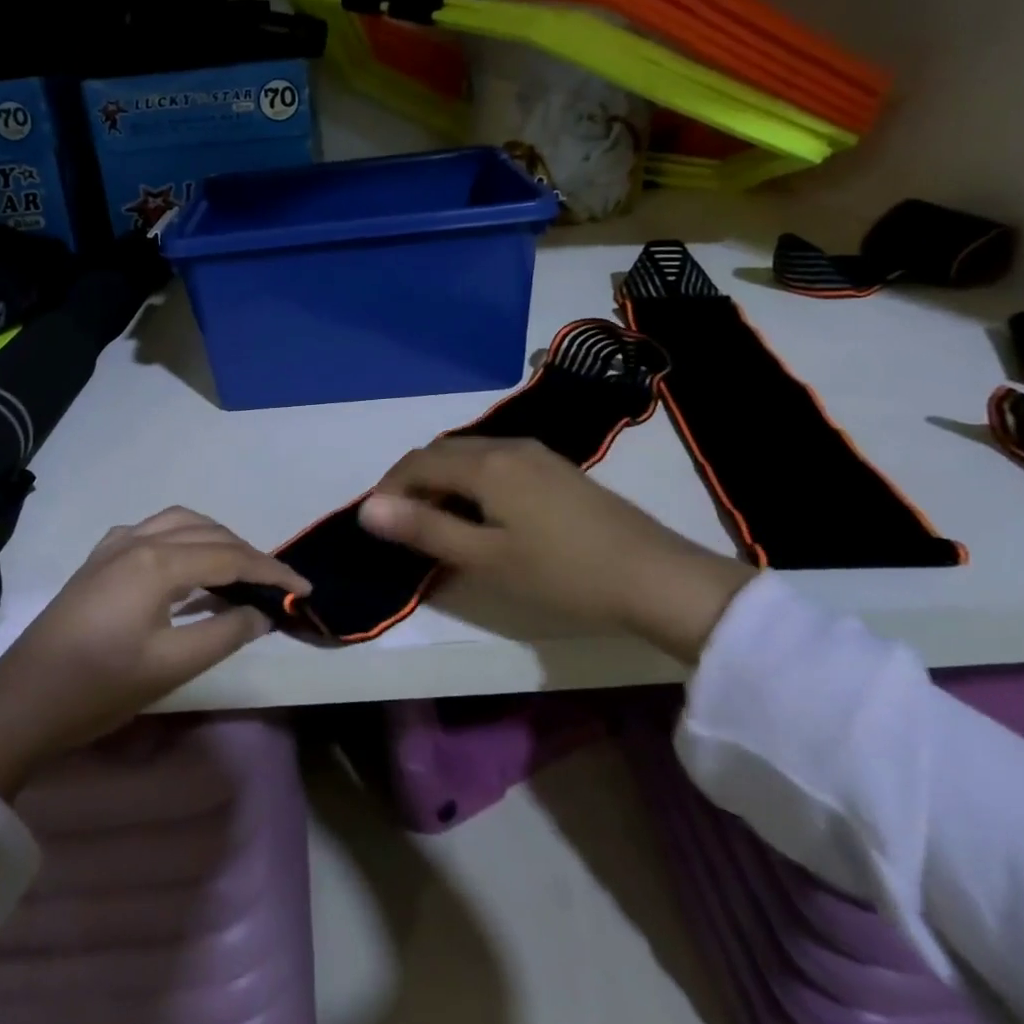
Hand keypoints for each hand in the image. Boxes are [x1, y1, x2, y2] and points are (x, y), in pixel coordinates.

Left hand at [0, 508, 305, 797]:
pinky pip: (152, 532)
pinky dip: (183, 539)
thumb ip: (224, 633)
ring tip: (237, 571)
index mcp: (157, 562)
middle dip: (247, 552)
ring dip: (215, 539)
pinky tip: (185, 566)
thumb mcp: (170, 666)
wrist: (22, 702)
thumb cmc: (98, 687)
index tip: (303, 589)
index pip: (230, 556)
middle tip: (274, 585)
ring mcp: (113, 546)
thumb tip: (261, 613)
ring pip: (179, 523)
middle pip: (207, 532)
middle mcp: (137, 540)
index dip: (271, 571)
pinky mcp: (98, 560)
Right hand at [356, 437, 753, 664]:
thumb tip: (368, 508)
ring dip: (442, 481)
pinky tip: (481, 514)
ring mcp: (536, 454)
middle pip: (441, 452)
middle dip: (412, 482)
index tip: (376, 525)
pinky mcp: (556, 469)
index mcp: (485, 463)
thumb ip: (425, 529)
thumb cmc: (562, 573)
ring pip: (469, 455)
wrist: (655, 577)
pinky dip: (471, 481)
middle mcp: (507, 446)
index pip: (416, 462)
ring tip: (436, 524)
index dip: (388, 489)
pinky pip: (495, 463)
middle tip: (402, 527)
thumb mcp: (485, 558)